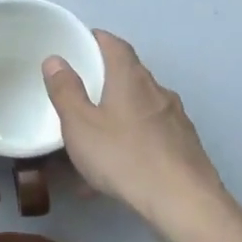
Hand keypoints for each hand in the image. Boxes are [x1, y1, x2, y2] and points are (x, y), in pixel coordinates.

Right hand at [42, 31, 224, 237]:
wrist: (182, 201)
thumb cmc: (123, 156)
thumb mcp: (80, 125)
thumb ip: (65, 91)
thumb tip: (56, 60)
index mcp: (131, 78)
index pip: (115, 45)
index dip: (97, 40)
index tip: (80, 44)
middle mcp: (158, 91)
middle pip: (130, 76)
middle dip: (105, 82)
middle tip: (81, 95)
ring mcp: (175, 119)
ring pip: (140, 110)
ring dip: (117, 118)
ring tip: (93, 144)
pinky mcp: (185, 147)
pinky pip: (150, 138)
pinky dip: (131, 145)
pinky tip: (115, 175)